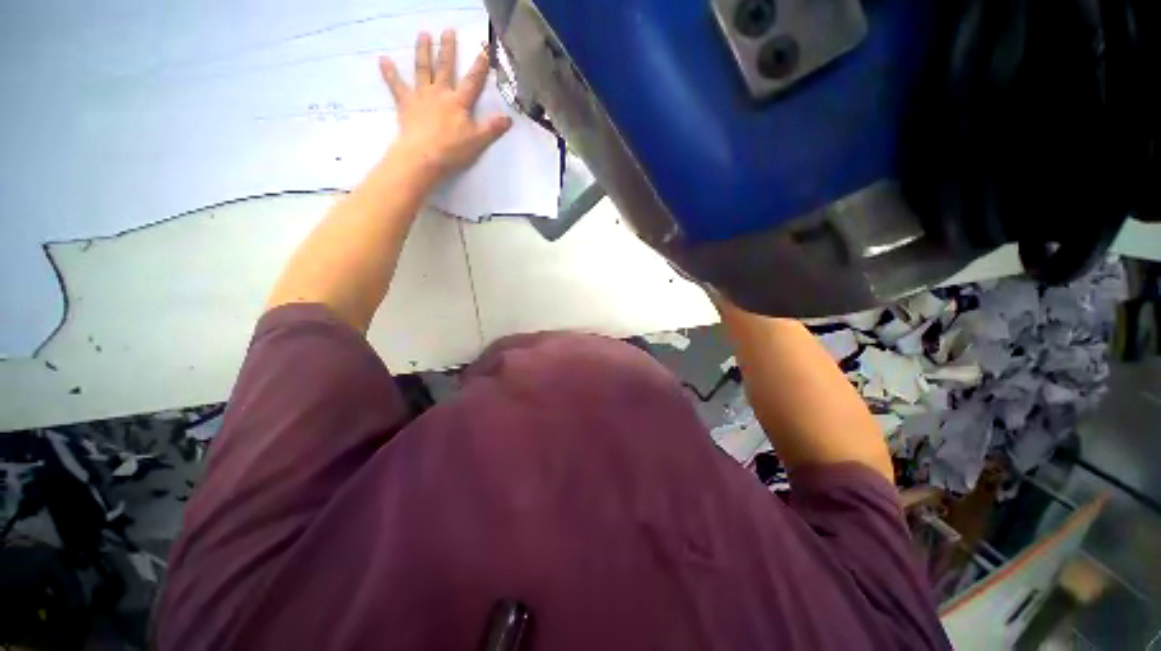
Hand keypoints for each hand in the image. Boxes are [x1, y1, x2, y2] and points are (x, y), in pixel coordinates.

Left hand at [379, 30, 512, 184]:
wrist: (424, 157)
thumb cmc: (453, 150)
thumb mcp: (478, 141)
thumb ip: (492, 128)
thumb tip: (509, 118)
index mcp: (459, 102)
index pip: (472, 81)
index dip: (480, 66)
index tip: (485, 49)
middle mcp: (440, 93)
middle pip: (445, 67)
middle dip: (447, 49)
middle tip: (448, 31)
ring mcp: (421, 96)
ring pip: (422, 69)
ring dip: (423, 51)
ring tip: (423, 35)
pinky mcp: (406, 104)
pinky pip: (396, 85)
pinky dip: (389, 73)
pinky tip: (383, 60)